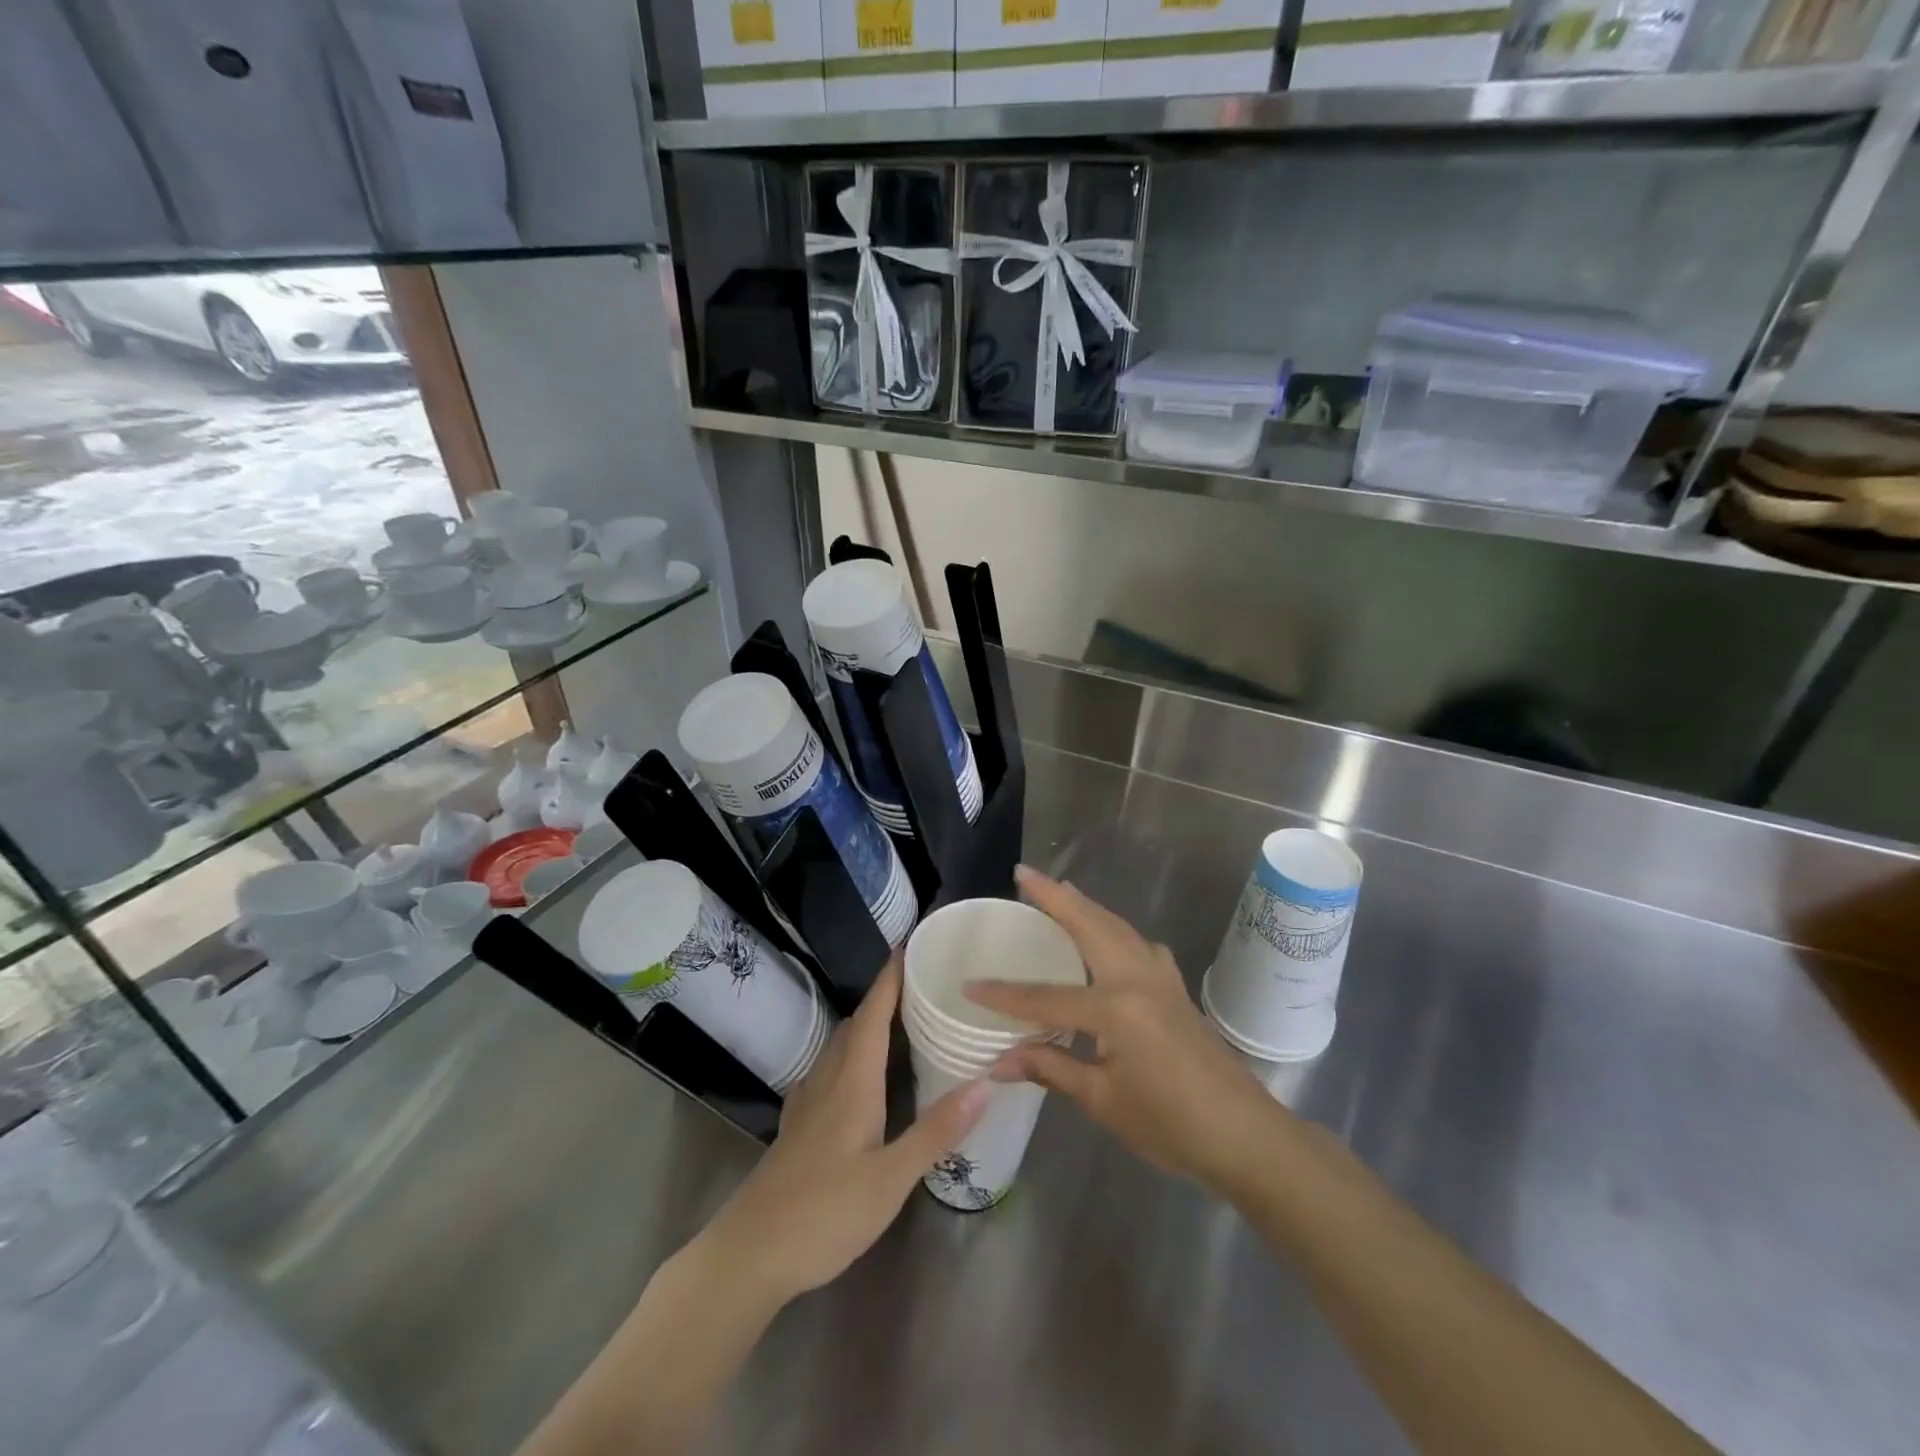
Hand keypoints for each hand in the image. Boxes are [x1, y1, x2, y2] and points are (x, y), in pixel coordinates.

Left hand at [699, 957, 988, 1305]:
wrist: (750, 1253)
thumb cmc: (825, 1212)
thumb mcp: (891, 1178)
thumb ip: (937, 1130)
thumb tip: (986, 1083)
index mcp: (853, 1082)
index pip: (874, 1014)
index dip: (890, 978)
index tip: (910, 945)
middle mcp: (828, 1080)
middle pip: (857, 1024)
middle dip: (885, 997)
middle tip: (921, 985)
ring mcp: (808, 1103)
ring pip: (841, 1046)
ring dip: (868, 1025)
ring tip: (902, 1023)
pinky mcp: (799, 1126)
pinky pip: (830, 1070)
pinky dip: (853, 1055)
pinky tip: (862, 1076)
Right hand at [966, 866, 1280, 1193]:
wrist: (1246, 1136)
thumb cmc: (1171, 1124)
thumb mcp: (1104, 1101)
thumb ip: (1050, 1069)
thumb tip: (998, 1062)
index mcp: (1116, 1009)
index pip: (1046, 996)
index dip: (1005, 995)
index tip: (970, 985)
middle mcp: (1137, 979)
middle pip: (1089, 926)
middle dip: (1055, 897)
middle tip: (1025, 873)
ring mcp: (1161, 978)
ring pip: (1117, 927)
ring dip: (1085, 905)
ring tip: (1059, 890)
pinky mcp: (1175, 988)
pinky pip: (1138, 943)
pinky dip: (1114, 928)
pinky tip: (1109, 938)